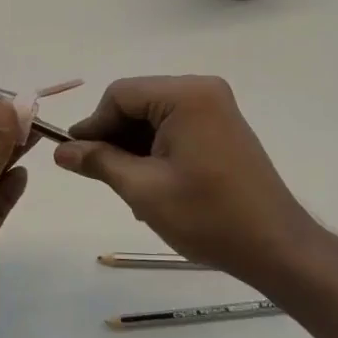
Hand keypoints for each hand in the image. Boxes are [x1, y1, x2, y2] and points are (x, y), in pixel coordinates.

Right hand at [54, 76, 314, 287]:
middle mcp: (202, 90)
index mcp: (185, 95)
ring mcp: (216, 108)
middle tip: (97, 174)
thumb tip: (61, 150)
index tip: (75, 157)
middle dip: (114, 137)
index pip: (120, 95)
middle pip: (137, 102)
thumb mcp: (143, 189)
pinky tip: (150, 183)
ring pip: (154, 116)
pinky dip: (156, 149)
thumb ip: (99, 162)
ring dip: (134, 146)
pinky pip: (175, 126)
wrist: (276, 247)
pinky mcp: (222, 127)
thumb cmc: (207, 216)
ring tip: (126, 186)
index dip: (93, 125)